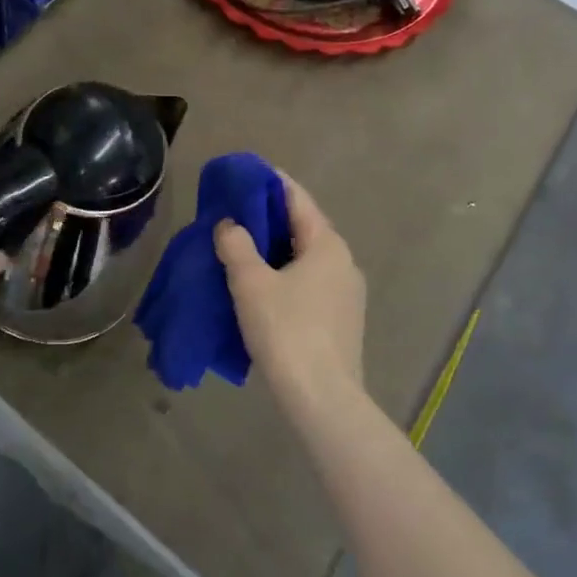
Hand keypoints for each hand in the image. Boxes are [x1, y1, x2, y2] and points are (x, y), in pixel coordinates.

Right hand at [215, 172, 366, 415]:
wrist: (323, 400)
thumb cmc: (287, 331)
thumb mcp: (251, 283)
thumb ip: (236, 245)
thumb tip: (230, 224)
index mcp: (327, 244)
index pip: (297, 198)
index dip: (269, 183)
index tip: (243, 176)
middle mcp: (344, 262)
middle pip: (303, 227)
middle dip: (268, 218)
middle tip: (232, 214)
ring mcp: (347, 293)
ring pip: (306, 258)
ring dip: (275, 250)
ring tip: (241, 250)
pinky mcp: (342, 320)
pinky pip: (310, 283)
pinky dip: (285, 275)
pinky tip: (262, 288)